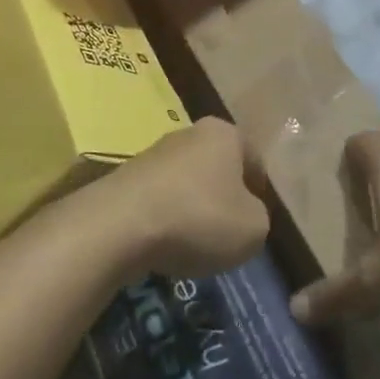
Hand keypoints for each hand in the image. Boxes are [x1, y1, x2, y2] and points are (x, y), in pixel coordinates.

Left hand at [103, 117, 270, 280]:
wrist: (120, 225)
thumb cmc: (199, 218)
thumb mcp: (253, 228)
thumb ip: (259, 217)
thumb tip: (245, 215)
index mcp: (225, 134)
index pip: (253, 159)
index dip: (259, 190)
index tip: (256, 218)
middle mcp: (190, 133)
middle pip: (217, 167)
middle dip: (223, 196)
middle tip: (228, 231)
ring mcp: (154, 153)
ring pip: (186, 183)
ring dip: (193, 208)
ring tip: (194, 244)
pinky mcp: (126, 177)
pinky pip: (159, 199)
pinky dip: (165, 219)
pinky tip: (164, 245)